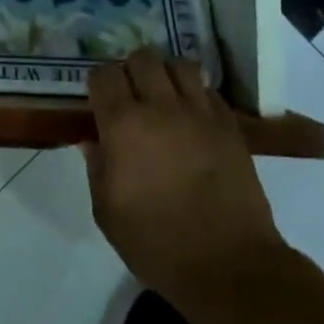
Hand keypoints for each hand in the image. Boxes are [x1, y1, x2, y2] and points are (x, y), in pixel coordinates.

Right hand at [82, 50, 286, 306]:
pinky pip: (208, 90)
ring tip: (164, 96)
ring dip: (166, 74)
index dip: (98, 82)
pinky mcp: (230, 125)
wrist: (229, 265)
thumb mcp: (107, 213)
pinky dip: (196, 94)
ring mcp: (199, 113)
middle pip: (142, 58)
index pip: (103, 75)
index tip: (99, 99)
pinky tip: (192, 117)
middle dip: (131, 70)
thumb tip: (93, 140)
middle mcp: (160, 107)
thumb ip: (97, 168)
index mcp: (123, 125)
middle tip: (131, 94)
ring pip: (179, 65)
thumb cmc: (157, 243)